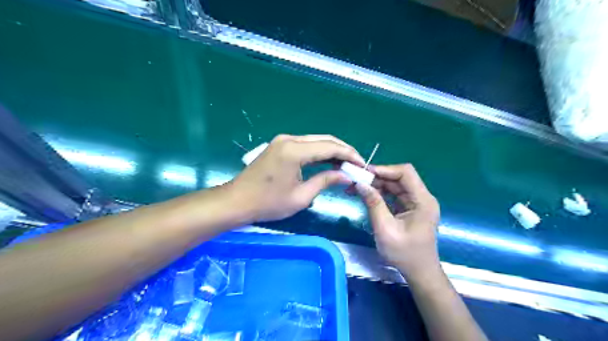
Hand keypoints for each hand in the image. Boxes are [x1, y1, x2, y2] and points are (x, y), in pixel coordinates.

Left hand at [227, 135, 362, 221]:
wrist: (237, 201)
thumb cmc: (268, 203)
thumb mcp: (301, 196)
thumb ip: (325, 181)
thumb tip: (346, 175)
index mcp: (295, 151)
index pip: (330, 147)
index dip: (349, 155)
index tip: (362, 165)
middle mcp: (290, 139)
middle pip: (324, 140)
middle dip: (343, 151)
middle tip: (356, 164)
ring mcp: (283, 140)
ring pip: (315, 141)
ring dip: (332, 151)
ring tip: (346, 164)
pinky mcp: (279, 145)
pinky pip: (305, 145)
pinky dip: (319, 152)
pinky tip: (327, 162)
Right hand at [355, 163, 439, 277]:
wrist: (419, 273)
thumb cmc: (404, 254)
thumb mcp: (385, 229)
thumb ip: (374, 204)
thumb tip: (360, 184)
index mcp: (422, 200)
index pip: (405, 173)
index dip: (384, 169)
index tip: (364, 174)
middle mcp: (422, 197)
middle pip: (399, 178)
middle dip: (377, 177)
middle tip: (356, 181)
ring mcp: (416, 203)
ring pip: (395, 185)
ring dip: (376, 185)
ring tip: (357, 188)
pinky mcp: (410, 208)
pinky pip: (394, 195)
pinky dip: (380, 193)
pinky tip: (366, 195)